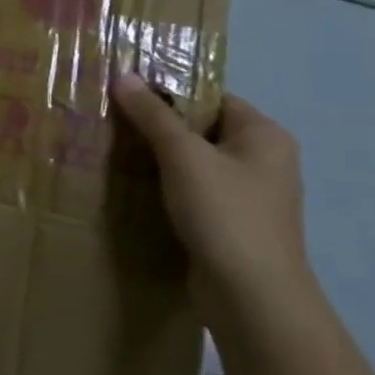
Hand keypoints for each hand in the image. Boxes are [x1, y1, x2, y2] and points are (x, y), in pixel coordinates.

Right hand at [110, 73, 315, 327]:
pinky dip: (166, 187)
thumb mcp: (183, 156)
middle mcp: (263, 160)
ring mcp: (248, 195)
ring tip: (113, 150)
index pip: (211, 96)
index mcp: (264, 135)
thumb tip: (124, 76)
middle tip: (111, 119)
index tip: (124, 92)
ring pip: (195, 162)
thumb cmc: (224, 215)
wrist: (252, 298)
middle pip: (201, 128)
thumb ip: (153, 115)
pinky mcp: (231, 224)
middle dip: (157, 125)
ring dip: (158, 158)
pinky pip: (194, 191)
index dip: (169, 91)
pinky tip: (133, 187)